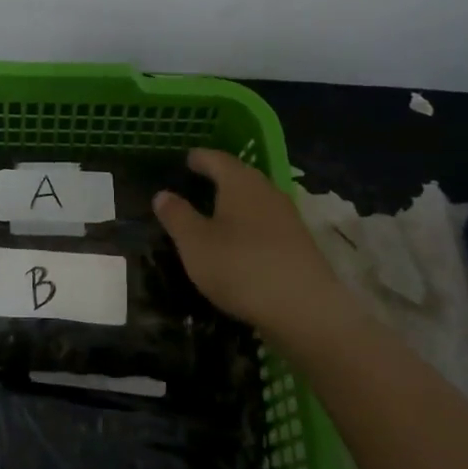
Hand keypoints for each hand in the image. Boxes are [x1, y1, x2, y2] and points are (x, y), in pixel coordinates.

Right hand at [153, 148, 353, 346]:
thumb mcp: (195, 243)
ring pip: (256, 201)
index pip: (217, 159)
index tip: (187, 159)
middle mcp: (267, 191)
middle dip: (220, 178)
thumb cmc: (240, 267)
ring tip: (216, 214)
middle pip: (241, 177)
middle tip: (198, 183)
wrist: (305, 309)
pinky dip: (250, 226)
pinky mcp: (300, 244)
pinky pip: (267, 224)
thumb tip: (162, 194)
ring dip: (237, 204)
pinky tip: (241, 243)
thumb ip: (177, 216)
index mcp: (240, 182)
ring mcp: (288, 218)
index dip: (200, 158)